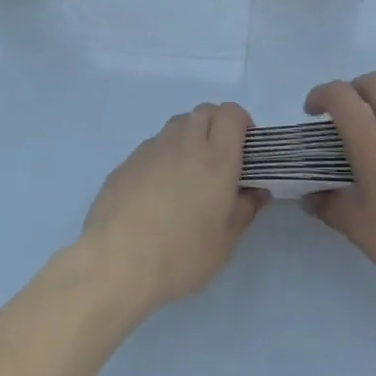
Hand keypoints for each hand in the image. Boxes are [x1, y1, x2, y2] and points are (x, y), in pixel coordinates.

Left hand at [78, 103, 267, 318]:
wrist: (117, 264)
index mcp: (216, 159)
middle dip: (216, 126)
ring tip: (188, 173)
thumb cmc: (181, 256)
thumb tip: (258, 191)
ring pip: (177, 124)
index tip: (244, 149)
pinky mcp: (127, 162)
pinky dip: (163, 155)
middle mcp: (184, 144)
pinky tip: (157, 190)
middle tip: (218, 160)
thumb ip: (245, 210)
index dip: (241, 123)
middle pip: (204, 111)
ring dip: (189, 137)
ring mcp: (152, 149)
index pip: (231, 113)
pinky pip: (153, 145)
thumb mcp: (224, 243)